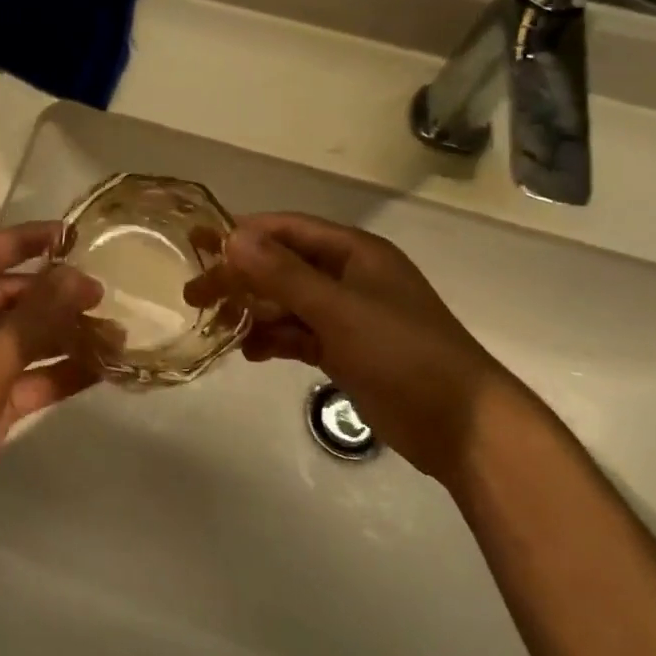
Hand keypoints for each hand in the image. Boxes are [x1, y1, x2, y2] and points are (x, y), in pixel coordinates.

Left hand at [0, 223, 102, 554]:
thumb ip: (35, 317)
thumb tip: (77, 275)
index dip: (25, 239)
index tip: (72, 236)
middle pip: (11, 297)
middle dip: (55, 295)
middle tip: (103, 297)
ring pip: (25, 341)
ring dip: (65, 336)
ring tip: (116, 338)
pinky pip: (30, 380)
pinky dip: (60, 374)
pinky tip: (100, 371)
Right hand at [187, 213, 529, 481]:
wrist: (461, 426)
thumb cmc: (402, 354)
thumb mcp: (338, 310)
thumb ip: (283, 275)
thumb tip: (233, 237)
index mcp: (354, 253)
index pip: (287, 230)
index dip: (243, 234)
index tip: (199, 244)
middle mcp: (348, 277)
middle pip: (281, 266)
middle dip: (240, 277)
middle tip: (194, 294)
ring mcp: (347, 315)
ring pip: (287, 302)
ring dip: (253, 311)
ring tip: (215, 325)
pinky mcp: (346, 350)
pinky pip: (299, 335)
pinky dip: (274, 339)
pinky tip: (250, 352)